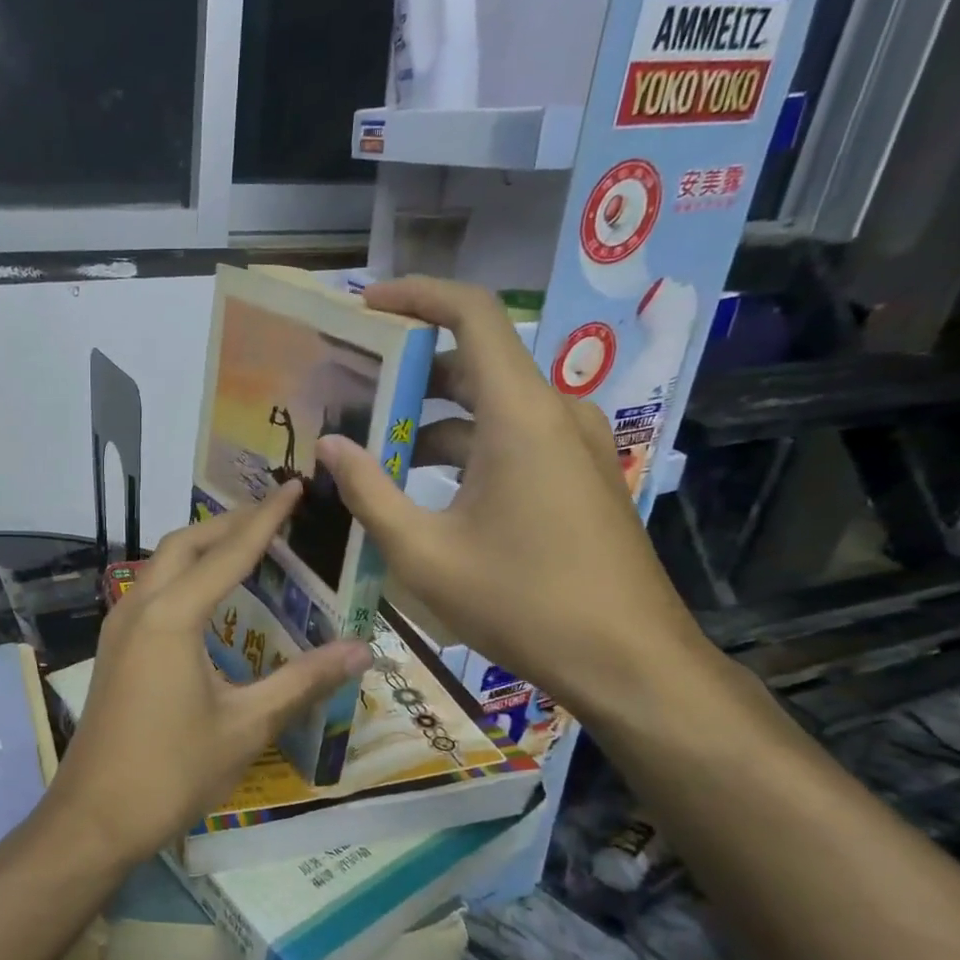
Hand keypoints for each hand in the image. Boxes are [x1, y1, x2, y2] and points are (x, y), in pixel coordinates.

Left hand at [48, 483, 372, 864]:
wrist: (95, 816)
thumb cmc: (173, 770)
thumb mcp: (246, 725)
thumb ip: (302, 681)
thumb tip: (362, 649)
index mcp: (173, 617)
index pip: (228, 552)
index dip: (266, 520)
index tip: (294, 488)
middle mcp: (140, 607)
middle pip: (184, 544)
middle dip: (228, 524)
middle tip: (273, 516)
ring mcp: (119, 627)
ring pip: (161, 564)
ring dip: (201, 547)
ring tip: (244, 547)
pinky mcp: (114, 649)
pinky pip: (151, 590)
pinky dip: (183, 576)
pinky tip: (207, 599)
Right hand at [314, 276, 709, 722]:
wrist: (629, 663)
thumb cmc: (522, 603)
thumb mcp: (425, 552)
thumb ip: (369, 492)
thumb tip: (329, 445)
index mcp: (520, 415)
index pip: (471, 314)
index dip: (417, 296)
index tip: (365, 305)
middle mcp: (554, 413)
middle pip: (475, 363)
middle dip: (409, 373)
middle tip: (347, 392)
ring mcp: (573, 446)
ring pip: (490, 409)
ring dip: (431, 421)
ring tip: (371, 449)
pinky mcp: (579, 477)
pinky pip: (512, 441)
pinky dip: (464, 450)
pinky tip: (421, 490)